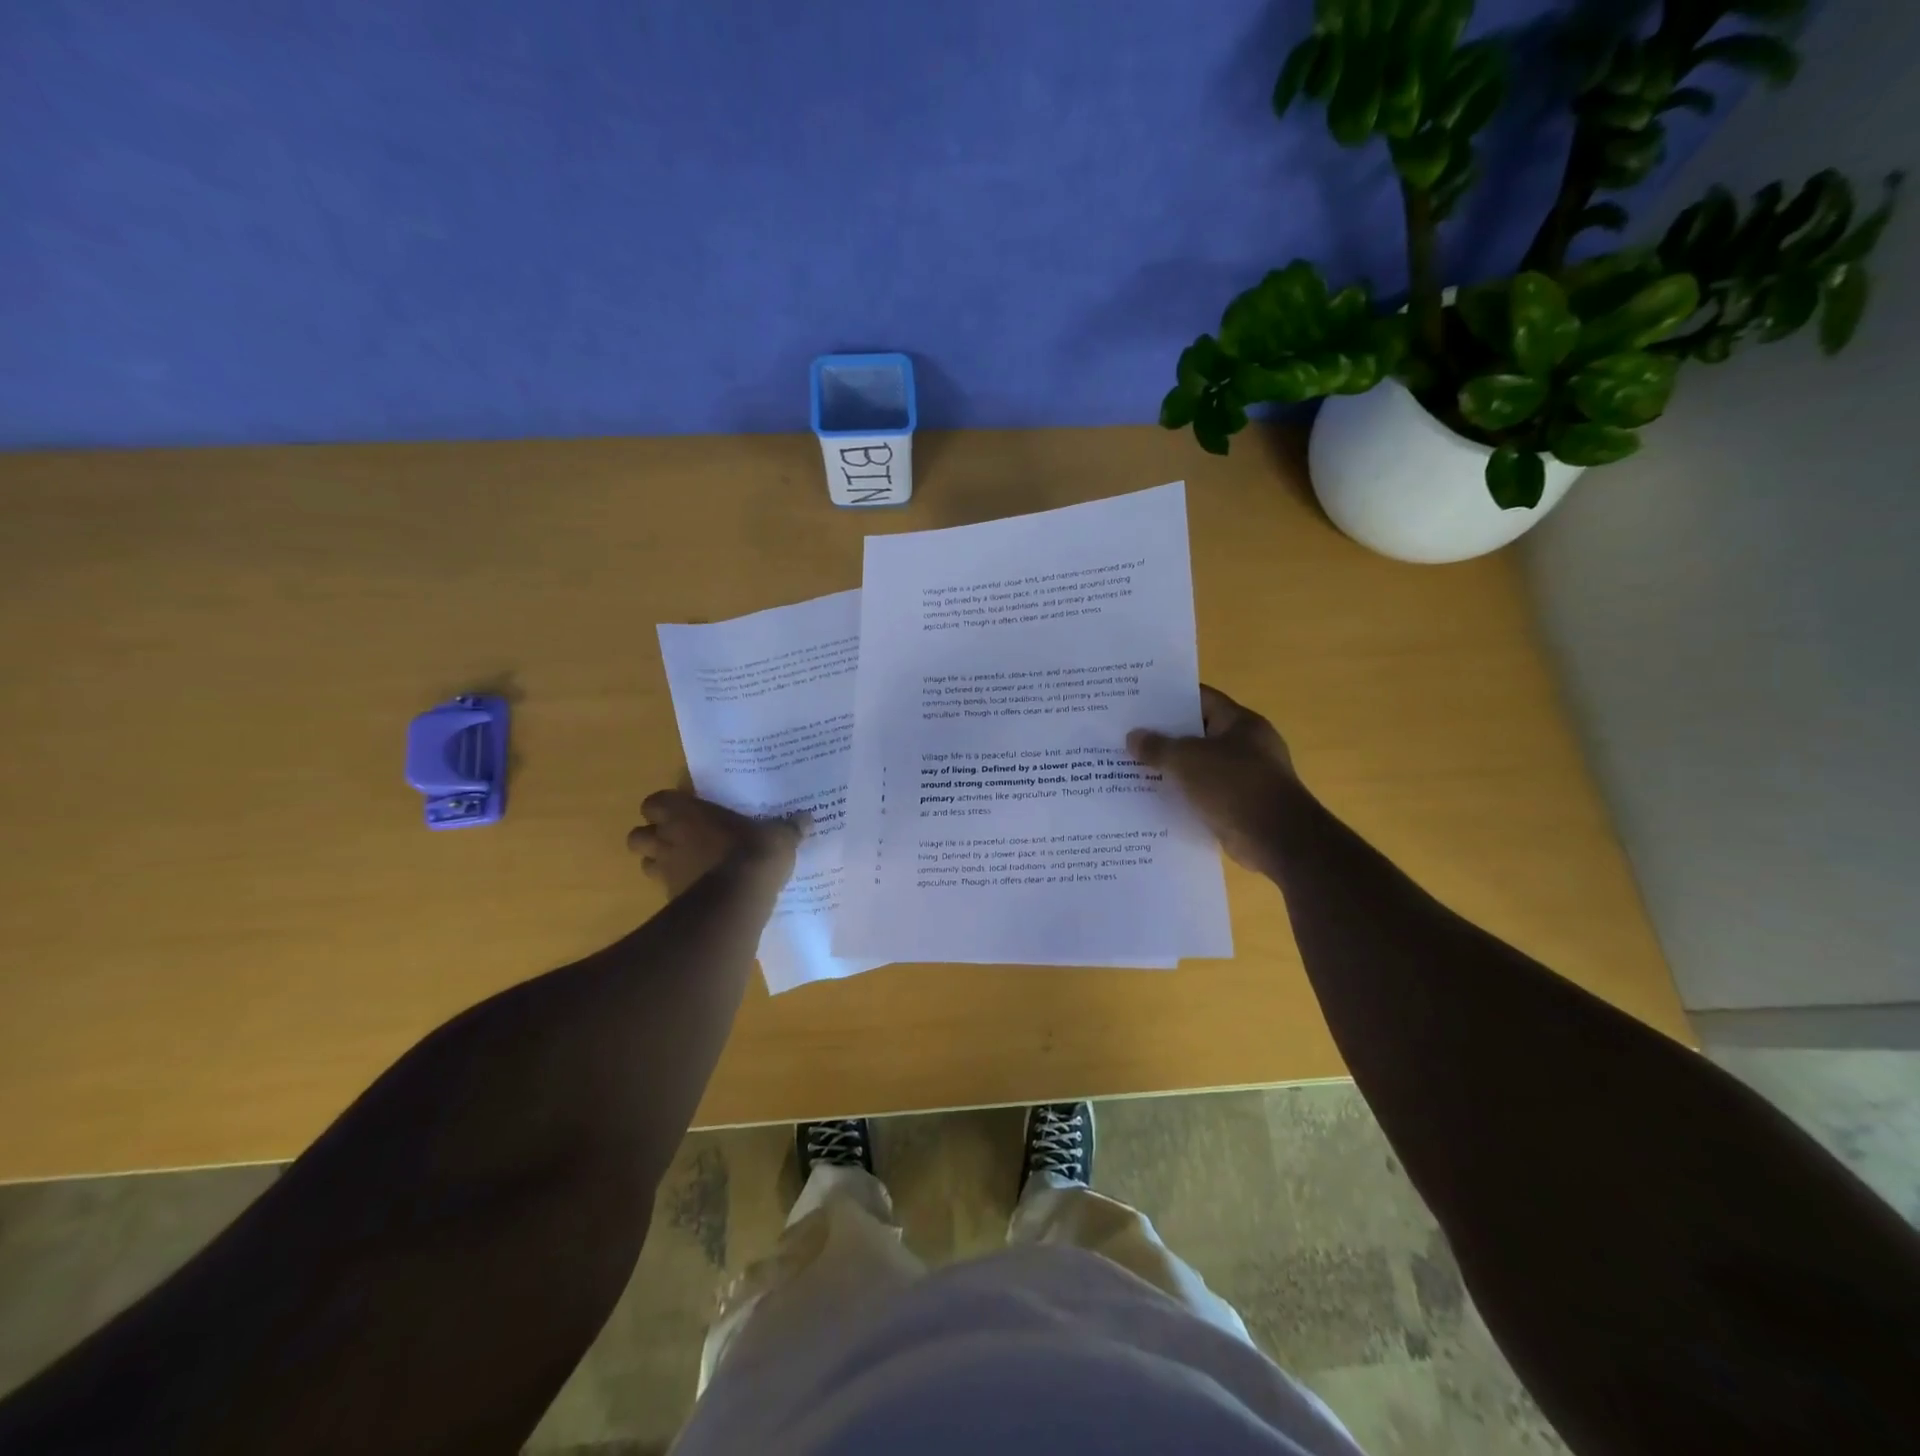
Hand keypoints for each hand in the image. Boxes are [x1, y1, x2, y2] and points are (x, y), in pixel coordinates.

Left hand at [627, 791, 804, 899]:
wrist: (738, 900)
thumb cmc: (752, 852)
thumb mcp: (779, 835)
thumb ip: (788, 828)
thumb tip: (806, 819)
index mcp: (686, 813)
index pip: (654, 803)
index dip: (665, 807)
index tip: (684, 812)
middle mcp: (668, 839)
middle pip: (638, 836)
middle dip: (653, 838)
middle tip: (680, 840)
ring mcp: (666, 872)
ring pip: (646, 865)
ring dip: (661, 864)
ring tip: (687, 866)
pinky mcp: (671, 901)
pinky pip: (665, 892)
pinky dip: (677, 891)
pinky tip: (700, 893)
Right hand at [1128, 685, 1297, 873]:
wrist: (1277, 840)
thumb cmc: (1235, 786)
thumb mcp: (1188, 760)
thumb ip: (1158, 747)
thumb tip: (1132, 737)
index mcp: (1241, 723)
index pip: (1202, 699)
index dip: (1170, 699)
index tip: (1138, 703)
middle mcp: (1246, 746)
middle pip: (1198, 733)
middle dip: (1164, 737)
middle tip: (1127, 736)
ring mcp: (1245, 778)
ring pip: (1199, 767)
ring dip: (1171, 769)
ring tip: (1132, 768)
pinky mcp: (1239, 807)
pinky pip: (1203, 794)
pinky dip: (1182, 796)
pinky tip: (1153, 800)